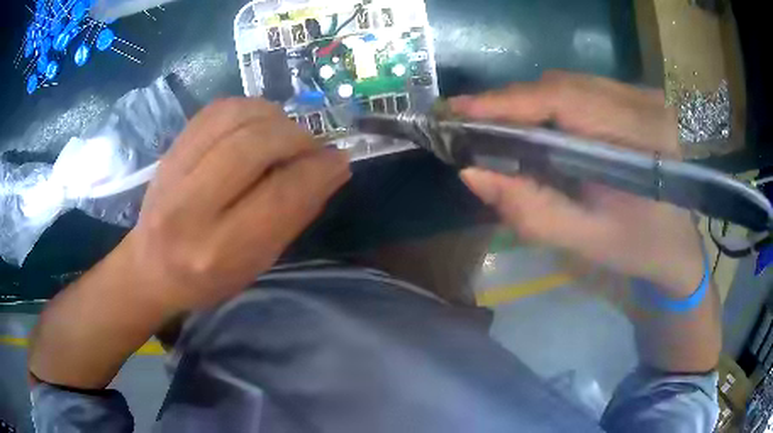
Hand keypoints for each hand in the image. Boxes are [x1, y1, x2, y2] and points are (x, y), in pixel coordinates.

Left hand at [118, 98, 350, 312]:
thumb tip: (332, 168)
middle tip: (311, 147)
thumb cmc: (208, 278)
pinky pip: (216, 110)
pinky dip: (248, 108)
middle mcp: (190, 208)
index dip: (318, 171)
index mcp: (219, 250)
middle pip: (254, 146)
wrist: (151, 266)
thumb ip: (293, 215)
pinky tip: (258, 123)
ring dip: (273, 117)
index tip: (339, 159)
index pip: (280, 196)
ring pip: (234, 116)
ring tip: (285, 133)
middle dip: (296, 138)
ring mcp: (174, 172)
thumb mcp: (256, 263)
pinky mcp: (170, 149)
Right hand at [452, 71, 704, 295]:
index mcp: (640, 141)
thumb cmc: (639, 247)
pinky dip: (553, 100)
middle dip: (513, 102)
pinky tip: (541, 121)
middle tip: (472, 122)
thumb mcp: (587, 239)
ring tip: (500, 124)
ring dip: (530, 101)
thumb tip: (473, 174)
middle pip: (563, 84)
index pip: (565, 100)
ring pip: (571, 81)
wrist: (680, 242)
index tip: (461, 110)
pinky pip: (584, 87)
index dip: (509, 101)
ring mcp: (642, 94)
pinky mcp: (638, 96)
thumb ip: (531, 210)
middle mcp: (643, 103)